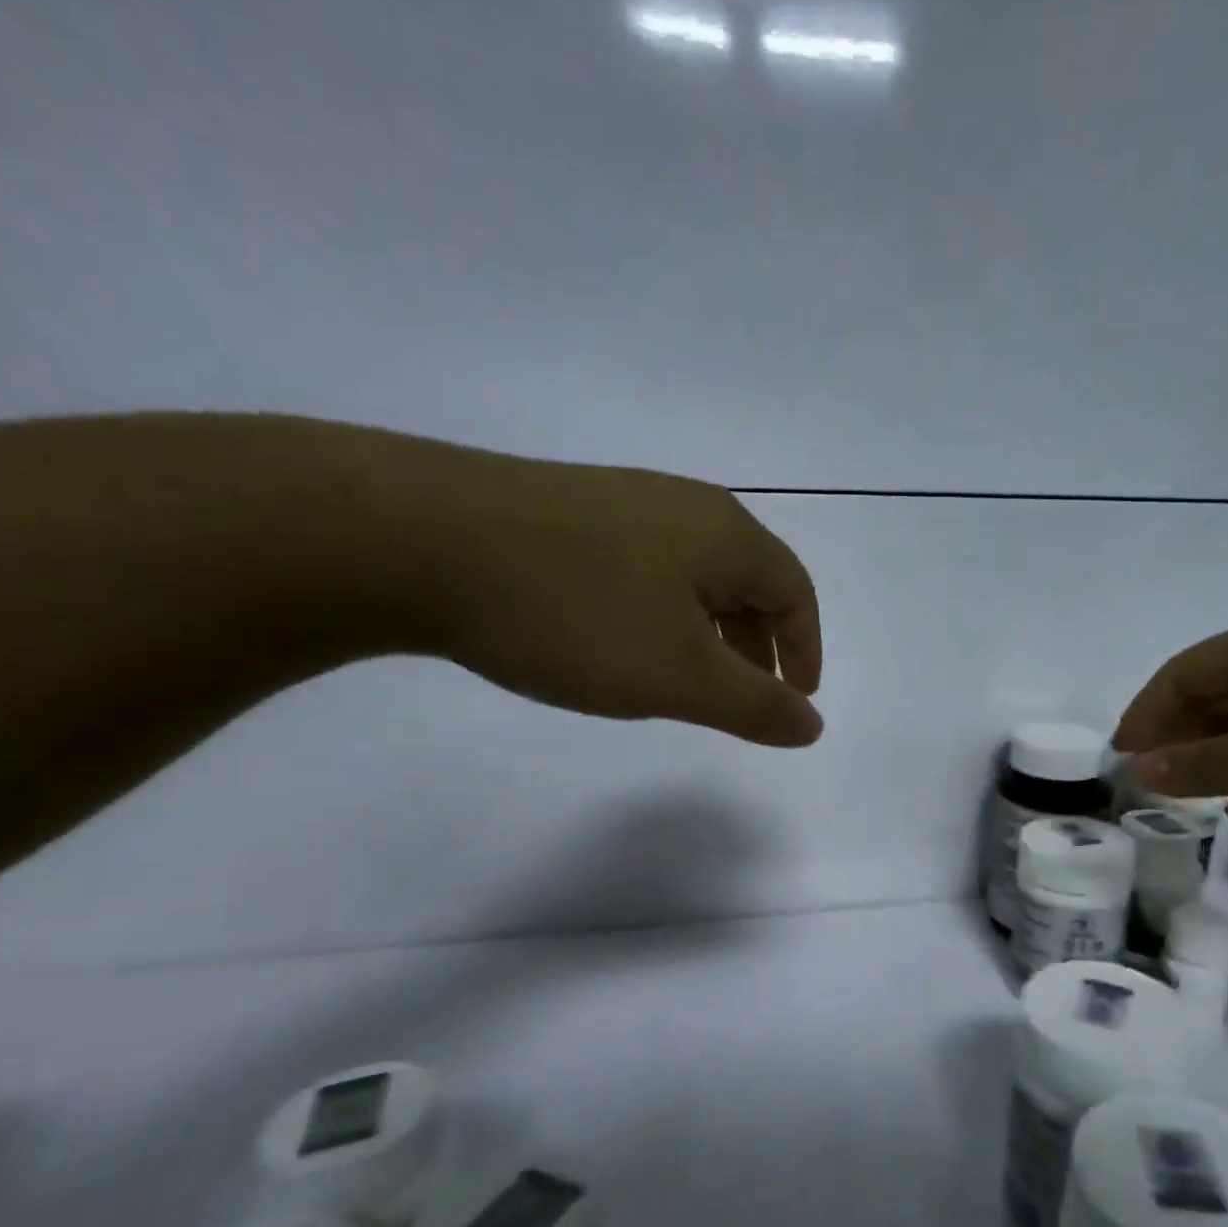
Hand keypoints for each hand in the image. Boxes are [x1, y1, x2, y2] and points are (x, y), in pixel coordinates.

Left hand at [394, 450, 822, 746]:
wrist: (415, 541)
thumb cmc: (576, 613)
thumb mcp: (680, 676)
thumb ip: (756, 706)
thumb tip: (812, 724)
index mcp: (725, 533)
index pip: (794, 592)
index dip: (805, 649)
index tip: (795, 699)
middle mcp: (683, 506)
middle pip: (747, 580)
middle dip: (756, 645)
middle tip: (742, 698)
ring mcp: (620, 502)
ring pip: (691, 576)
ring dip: (706, 632)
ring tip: (682, 678)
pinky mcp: (566, 512)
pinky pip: (641, 568)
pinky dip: (656, 614)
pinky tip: (618, 642)